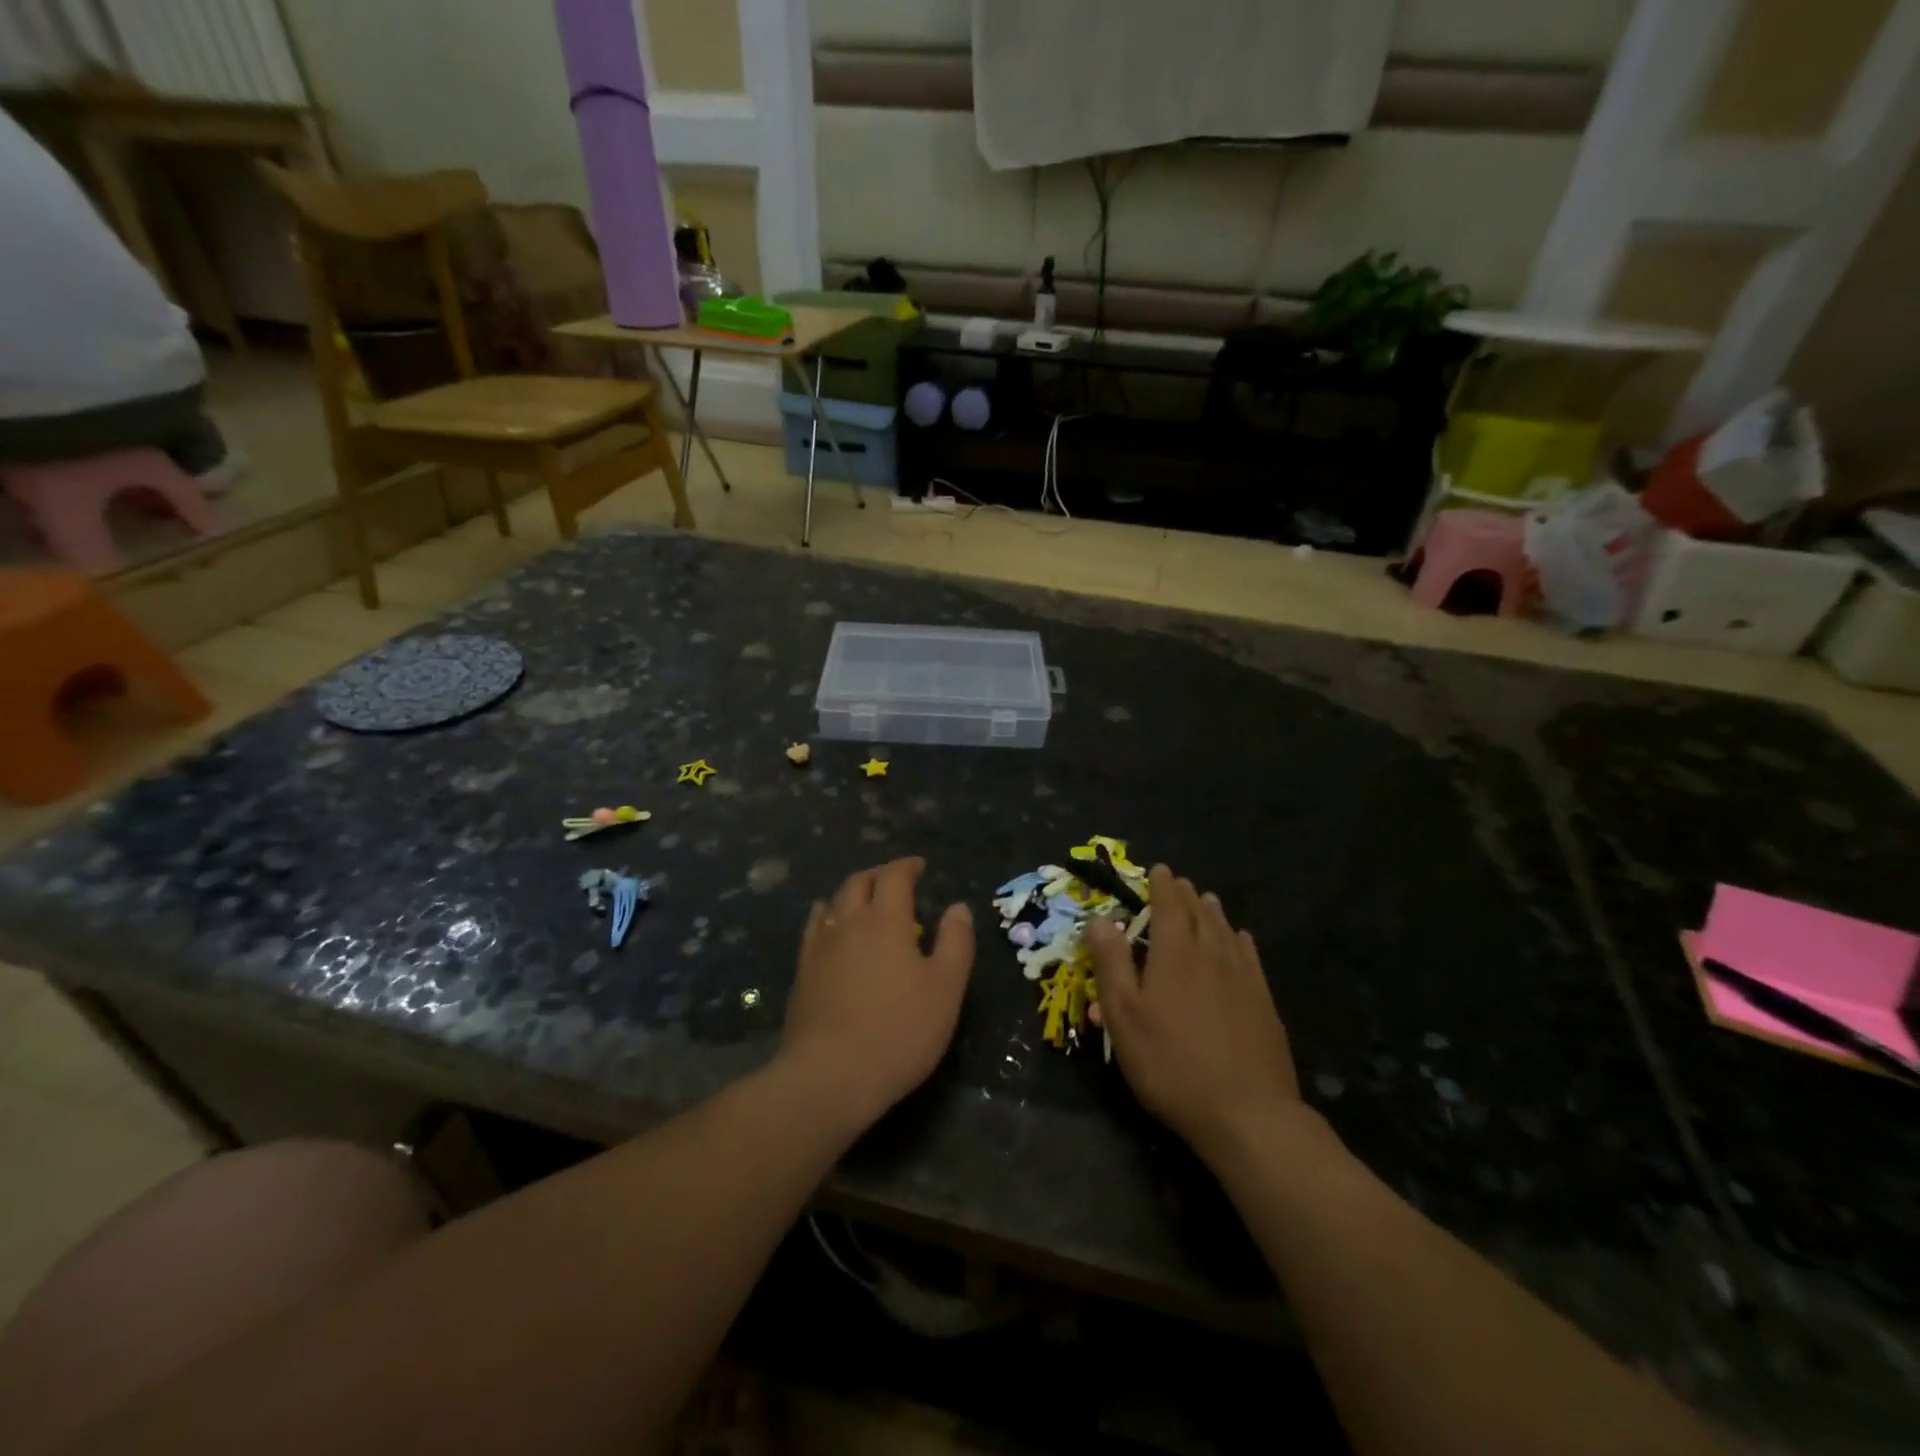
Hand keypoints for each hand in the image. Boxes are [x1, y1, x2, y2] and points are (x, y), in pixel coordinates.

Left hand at [777, 857, 973, 1130]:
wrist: (830, 1076)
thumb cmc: (899, 1031)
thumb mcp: (946, 988)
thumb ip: (956, 942)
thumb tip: (958, 907)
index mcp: (885, 920)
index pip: (893, 876)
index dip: (907, 866)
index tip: (919, 866)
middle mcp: (848, 922)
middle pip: (858, 882)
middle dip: (878, 874)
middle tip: (895, 880)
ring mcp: (819, 947)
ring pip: (833, 902)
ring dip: (851, 893)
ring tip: (864, 900)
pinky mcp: (802, 972)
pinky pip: (813, 929)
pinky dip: (826, 916)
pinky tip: (829, 927)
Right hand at [1087, 866, 1302, 1163]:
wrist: (1247, 1113)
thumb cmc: (1171, 1063)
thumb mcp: (1124, 1016)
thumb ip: (1111, 964)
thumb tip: (1101, 920)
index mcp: (1175, 954)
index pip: (1168, 906)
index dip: (1161, 885)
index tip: (1158, 869)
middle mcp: (1211, 954)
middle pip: (1199, 914)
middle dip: (1185, 895)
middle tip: (1178, 882)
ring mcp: (1242, 978)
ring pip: (1226, 931)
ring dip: (1212, 912)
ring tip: (1207, 901)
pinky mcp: (1264, 1003)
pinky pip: (1249, 956)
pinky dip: (1240, 940)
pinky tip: (1241, 940)